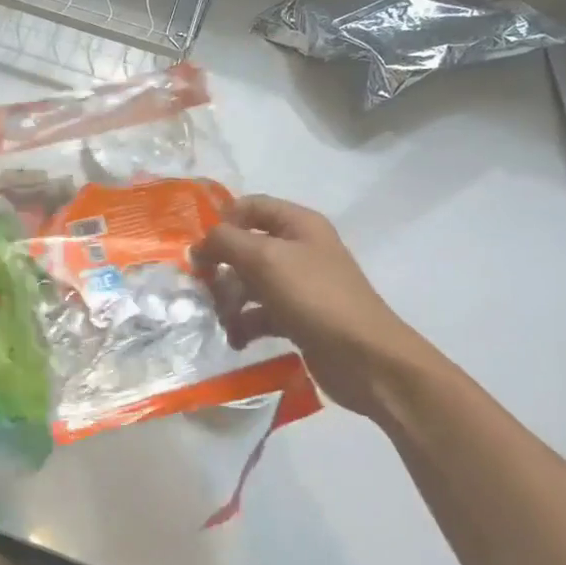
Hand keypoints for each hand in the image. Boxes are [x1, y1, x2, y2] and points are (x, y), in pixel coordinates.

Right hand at [192, 195, 436, 420]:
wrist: (366, 358)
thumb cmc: (315, 297)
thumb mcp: (265, 259)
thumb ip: (225, 242)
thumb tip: (200, 245)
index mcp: (298, 224)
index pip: (250, 206)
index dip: (222, 221)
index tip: (199, 247)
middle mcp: (299, 249)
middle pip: (245, 248)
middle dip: (221, 268)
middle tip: (203, 288)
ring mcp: (299, 285)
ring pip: (248, 284)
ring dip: (229, 301)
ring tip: (223, 322)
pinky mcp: (297, 318)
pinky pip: (259, 314)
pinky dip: (244, 325)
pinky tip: (237, 340)